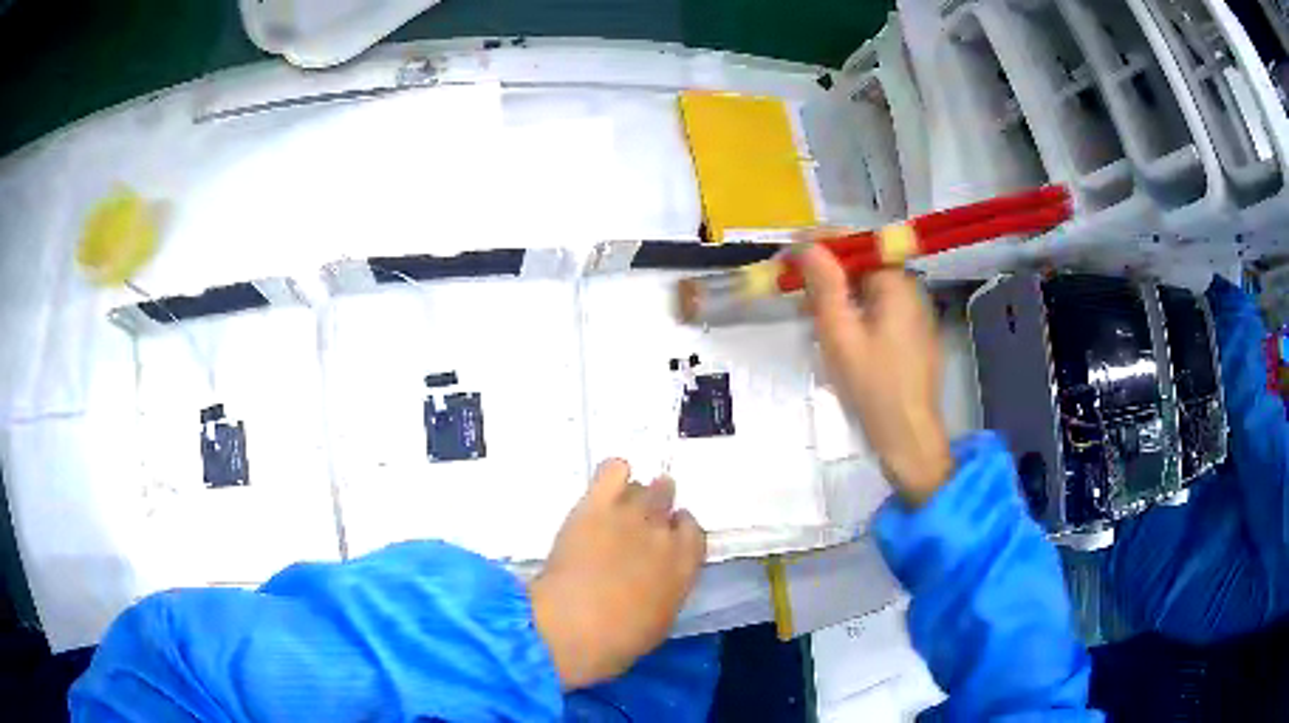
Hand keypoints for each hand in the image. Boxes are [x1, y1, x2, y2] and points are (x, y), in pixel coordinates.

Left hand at [528, 459, 705, 689]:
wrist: (574, 629)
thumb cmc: (618, 641)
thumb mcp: (659, 621)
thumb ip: (666, 588)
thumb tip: (658, 579)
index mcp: (684, 566)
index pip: (692, 530)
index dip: (678, 529)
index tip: (666, 535)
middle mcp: (664, 534)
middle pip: (667, 500)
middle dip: (657, 505)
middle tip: (639, 518)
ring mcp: (631, 516)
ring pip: (643, 486)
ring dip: (635, 493)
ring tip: (619, 504)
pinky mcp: (596, 506)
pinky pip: (612, 469)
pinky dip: (613, 472)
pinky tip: (606, 484)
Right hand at [798, 242, 953, 506]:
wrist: (908, 437)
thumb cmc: (873, 387)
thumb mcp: (840, 334)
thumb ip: (824, 284)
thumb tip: (805, 244)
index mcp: (896, 282)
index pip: (854, 242)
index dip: (817, 243)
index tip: (785, 257)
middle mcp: (909, 288)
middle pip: (861, 263)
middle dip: (824, 272)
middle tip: (791, 292)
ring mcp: (913, 312)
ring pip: (867, 287)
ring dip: (836, 293)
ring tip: (807, 315)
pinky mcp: (910, 333)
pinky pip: (877, 308)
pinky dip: (852, 311)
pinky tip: (834, 333)